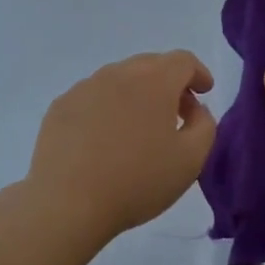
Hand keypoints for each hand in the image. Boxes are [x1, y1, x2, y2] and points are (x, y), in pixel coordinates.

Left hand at [25, 51, 217, 241]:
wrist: (68, 203)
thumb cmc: (137, 181)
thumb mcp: (191, 159)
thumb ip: (205, 126)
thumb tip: (194, 110)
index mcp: (154, 81)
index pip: (183, 61)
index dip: (198, 73)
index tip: (204, 92)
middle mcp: (118, 74)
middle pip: (150, 65)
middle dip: (170, 82)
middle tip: (177, 113)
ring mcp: (84, 88)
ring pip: (119, 79)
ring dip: (137, 94)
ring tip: (140, 128)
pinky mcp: (60, 107)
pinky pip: (93, 97)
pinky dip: (108, 108)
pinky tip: (105, 138)